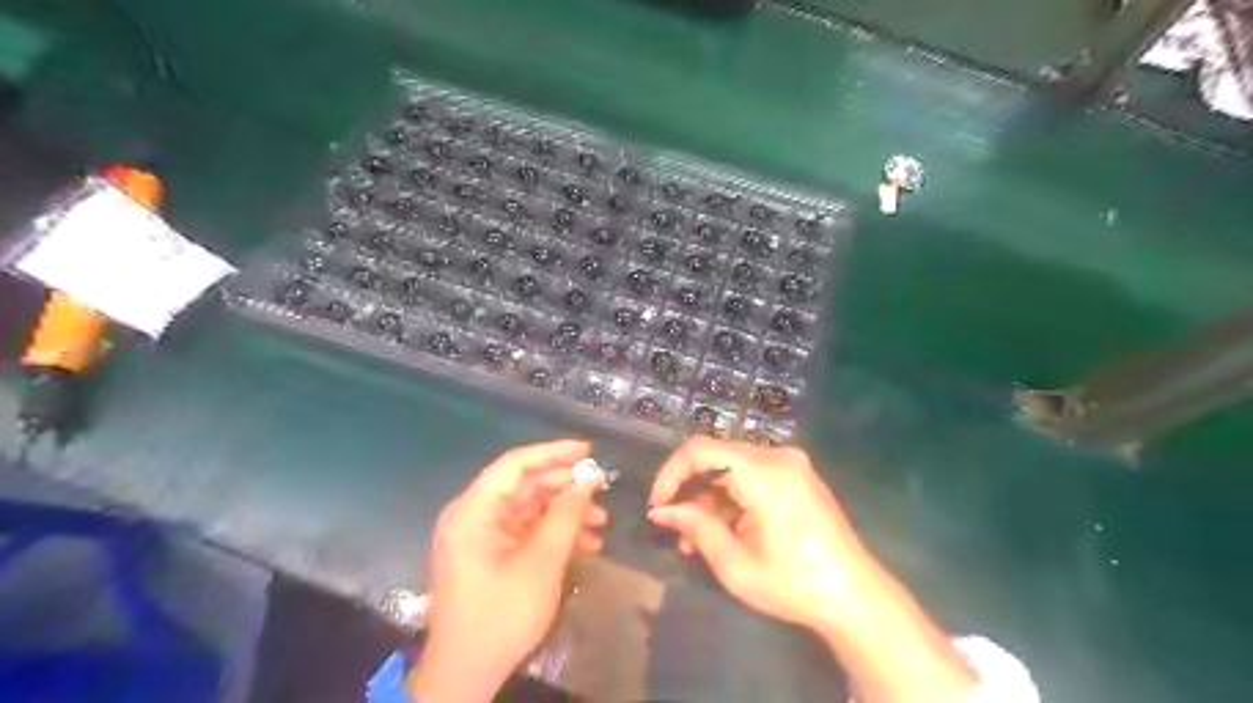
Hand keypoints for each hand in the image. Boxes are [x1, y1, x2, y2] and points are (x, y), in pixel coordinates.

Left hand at [413, 440, 607, 696]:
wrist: (467, 674)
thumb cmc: (501, 613)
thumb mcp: (541, 562)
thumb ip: (566, 515)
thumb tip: (588, 479)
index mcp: (475, 510)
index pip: (516, 464)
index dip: (554, 453)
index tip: (589, 451)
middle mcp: (475, 515)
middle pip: (525, 486)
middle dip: (566, 489)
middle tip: (602, 492)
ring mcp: (482, 536)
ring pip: (530, 510)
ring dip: (566, 514)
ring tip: (602, 525)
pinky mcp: (491, 555)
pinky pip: (527, 532)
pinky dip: (554, 535)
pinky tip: (586, 545)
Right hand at [645, 439, 874, 630]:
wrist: (855, 597)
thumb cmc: (794, 584)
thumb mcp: (735, 564)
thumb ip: (695, 528)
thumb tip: (661, 511)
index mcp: (763, 472)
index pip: (700, 450)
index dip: (671, 474)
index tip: (658, 506)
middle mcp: (777, 456)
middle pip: (716, 457)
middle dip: (690, 490)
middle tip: (675, 528)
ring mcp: (791, 464)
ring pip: (731, 468)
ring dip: (709, 498)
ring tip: (696, 540)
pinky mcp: (797, 476)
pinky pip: (751, 475)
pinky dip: (731, 498)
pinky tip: (724, 530)